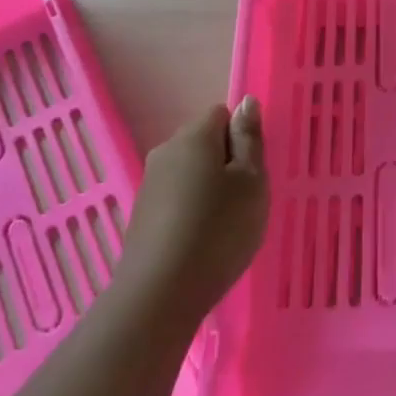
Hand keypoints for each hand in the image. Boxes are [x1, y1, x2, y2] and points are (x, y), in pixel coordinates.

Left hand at [116, 97, 268, 318]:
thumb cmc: (218, 230)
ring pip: (190, 171)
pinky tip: (202, 240)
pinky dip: (192, 210)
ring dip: (209, 188)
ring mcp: (149, 184)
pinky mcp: (142, 214)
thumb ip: (249, 139)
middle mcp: (166, 151)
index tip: (253, 170)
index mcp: (194, 137)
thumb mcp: (251, 181)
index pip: (221, 114)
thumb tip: (246, 102)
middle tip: (245, 198)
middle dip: (226, 162)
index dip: (242, 137)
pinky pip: (176, 197)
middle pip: (203, 142)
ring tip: (225, 225)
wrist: (160, 293)